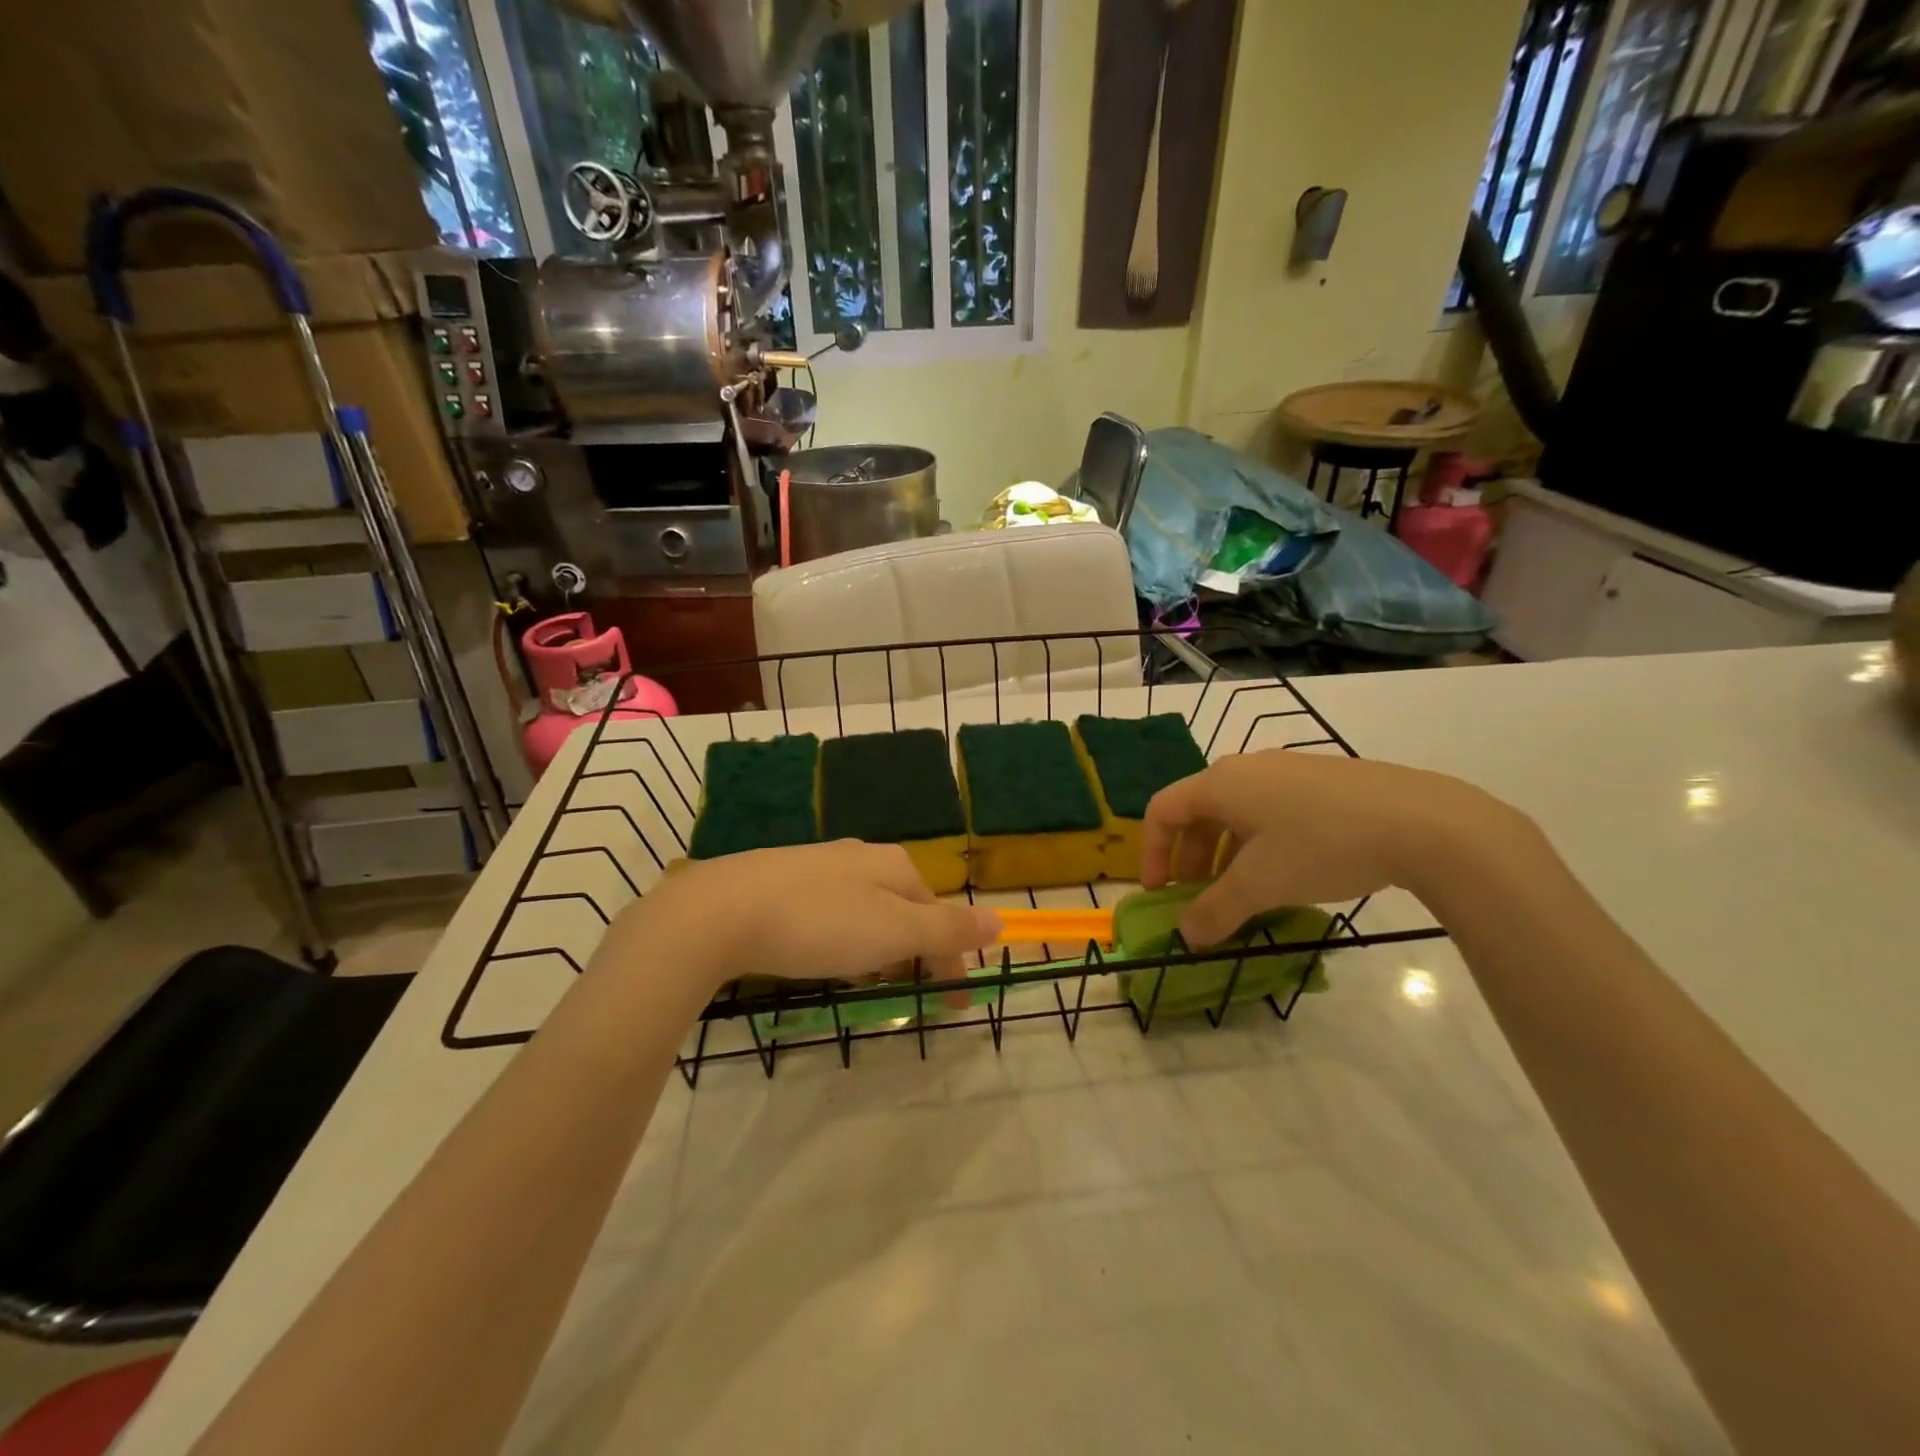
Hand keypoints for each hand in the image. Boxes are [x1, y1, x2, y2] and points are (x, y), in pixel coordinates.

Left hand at [614, 841, 999, 990]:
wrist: (721, 910)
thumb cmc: (819, 923)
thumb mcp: (893, 932)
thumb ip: (946, 929)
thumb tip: (998, 920)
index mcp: (895, 865)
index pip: (939, 917)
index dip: (950, 963)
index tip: (952, 1007)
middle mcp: (861, 856)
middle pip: (904, 910)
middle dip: (913, 953)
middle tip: (906, 998)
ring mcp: (818, 864)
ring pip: (867, 910)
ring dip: (878, 947)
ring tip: (865, 982)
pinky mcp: (781, 879)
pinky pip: (830, 911)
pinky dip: (842, 938)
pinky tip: (820, 954)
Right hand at [1141, 750, 1526, 944]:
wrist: (1423, 822)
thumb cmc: (1322, 846)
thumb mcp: (1261, 885)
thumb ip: (1216, 911)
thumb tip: (1187, 936)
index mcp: (1220, 784)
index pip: (1163, 811)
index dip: (1151, 852)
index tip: (1160, 891)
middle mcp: (1246, 768)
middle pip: (1198, 811)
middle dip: (1191, 858)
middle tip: (1201, 896)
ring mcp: (1287, 770)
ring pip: (1236, 812)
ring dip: (1225, 853)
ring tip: (1242, 891)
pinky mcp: (1321, 781)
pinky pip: (1270, 810)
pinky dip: (1258, 842)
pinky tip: (1287, 872)